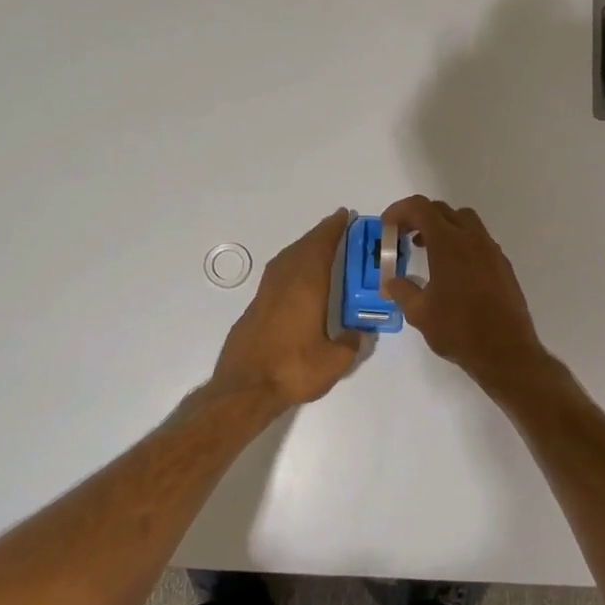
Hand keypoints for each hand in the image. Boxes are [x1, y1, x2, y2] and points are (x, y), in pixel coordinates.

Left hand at [211, 210, 360, 410]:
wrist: (245, 388)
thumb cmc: (293, 370)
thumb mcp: (334, 361)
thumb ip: (351, 343)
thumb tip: (359, 332)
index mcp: (307, 287)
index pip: (321, 248)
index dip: (334, 230)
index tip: (345, 215)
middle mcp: (284, 283)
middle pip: (302, 248)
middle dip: (320, 234)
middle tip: (337, 227)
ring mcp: (265, 294)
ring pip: (286, 259)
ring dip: (303, 247)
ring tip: (318, 247)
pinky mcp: (254, 309)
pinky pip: (276, 274)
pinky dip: (290, 265)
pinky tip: (295, 277)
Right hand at [380, 195, 550, 395]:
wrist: (506, 351)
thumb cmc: (458, 330)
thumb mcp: (419, 313)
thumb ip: (402, 291)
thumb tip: (391, 282)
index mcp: (449, 243)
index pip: (421, 208)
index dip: (399, 210)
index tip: (387, 226)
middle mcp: (472, 239)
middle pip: (442, 210)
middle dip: (418, 217)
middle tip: (402, 236)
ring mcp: (492, 251)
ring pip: (464, 221)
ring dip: (441, 227)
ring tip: (426, 249)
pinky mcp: (503, 265)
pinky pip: (478, 240)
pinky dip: (460, 242)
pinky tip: (451, 270)